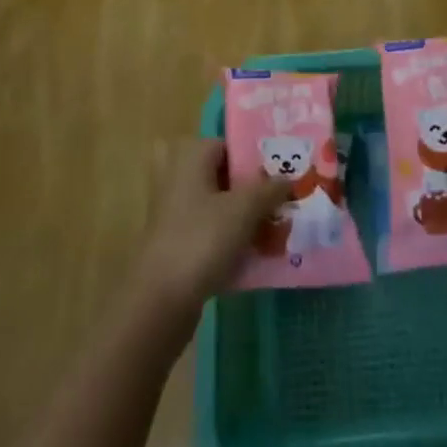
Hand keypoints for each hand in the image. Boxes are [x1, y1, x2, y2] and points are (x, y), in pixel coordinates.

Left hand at [135, 138, 288, 322]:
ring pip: (217, 205)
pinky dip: (230, 239)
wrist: (159, 301)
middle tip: (280, 200)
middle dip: (251, 189)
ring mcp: (173, 212)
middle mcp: (177, 176)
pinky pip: (210, 231)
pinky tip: (256, 255)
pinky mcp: (175, 243)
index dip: (256, 159)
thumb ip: (269, 189)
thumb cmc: (202, 240)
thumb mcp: (244, 209)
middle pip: (223, 176)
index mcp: (190, 156)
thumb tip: (287, 177)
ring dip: (243, 216)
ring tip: (275, 228)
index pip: (229, 145)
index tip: (282, 175)